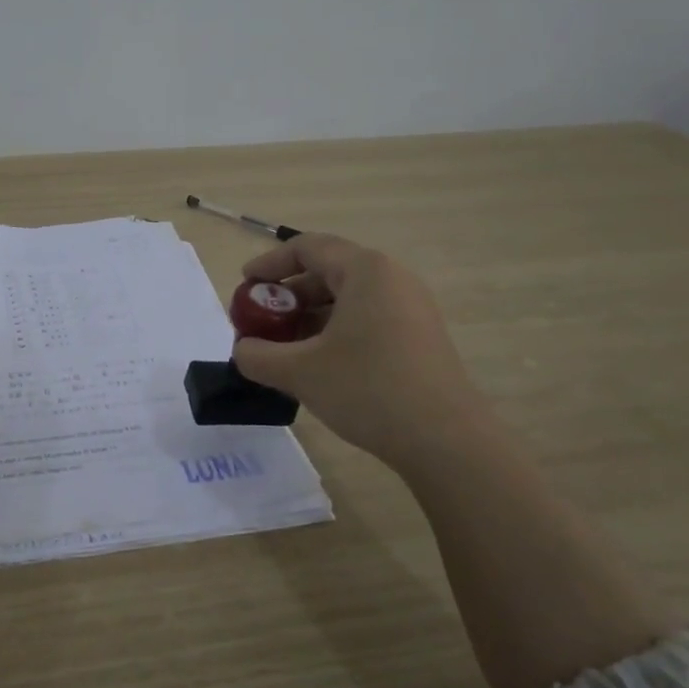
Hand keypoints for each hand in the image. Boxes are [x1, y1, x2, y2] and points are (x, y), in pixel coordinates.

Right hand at [230, 234, 485, 467]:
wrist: (445, 439)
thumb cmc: (367, 389)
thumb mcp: (299, 372)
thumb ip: (257, 356)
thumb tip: (243, 351)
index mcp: (365, 271)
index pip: (307, 248)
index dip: (269, 264)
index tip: (244, 287)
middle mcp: (392, 278)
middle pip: (328, 271)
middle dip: (287, 296)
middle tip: (261, 323)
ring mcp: (411, 308)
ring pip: (348, 299)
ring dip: (309, 317)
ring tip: (284, 349)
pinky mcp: (420, 337)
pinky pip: (367, 319)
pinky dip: (335, 331)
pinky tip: (319, 364)